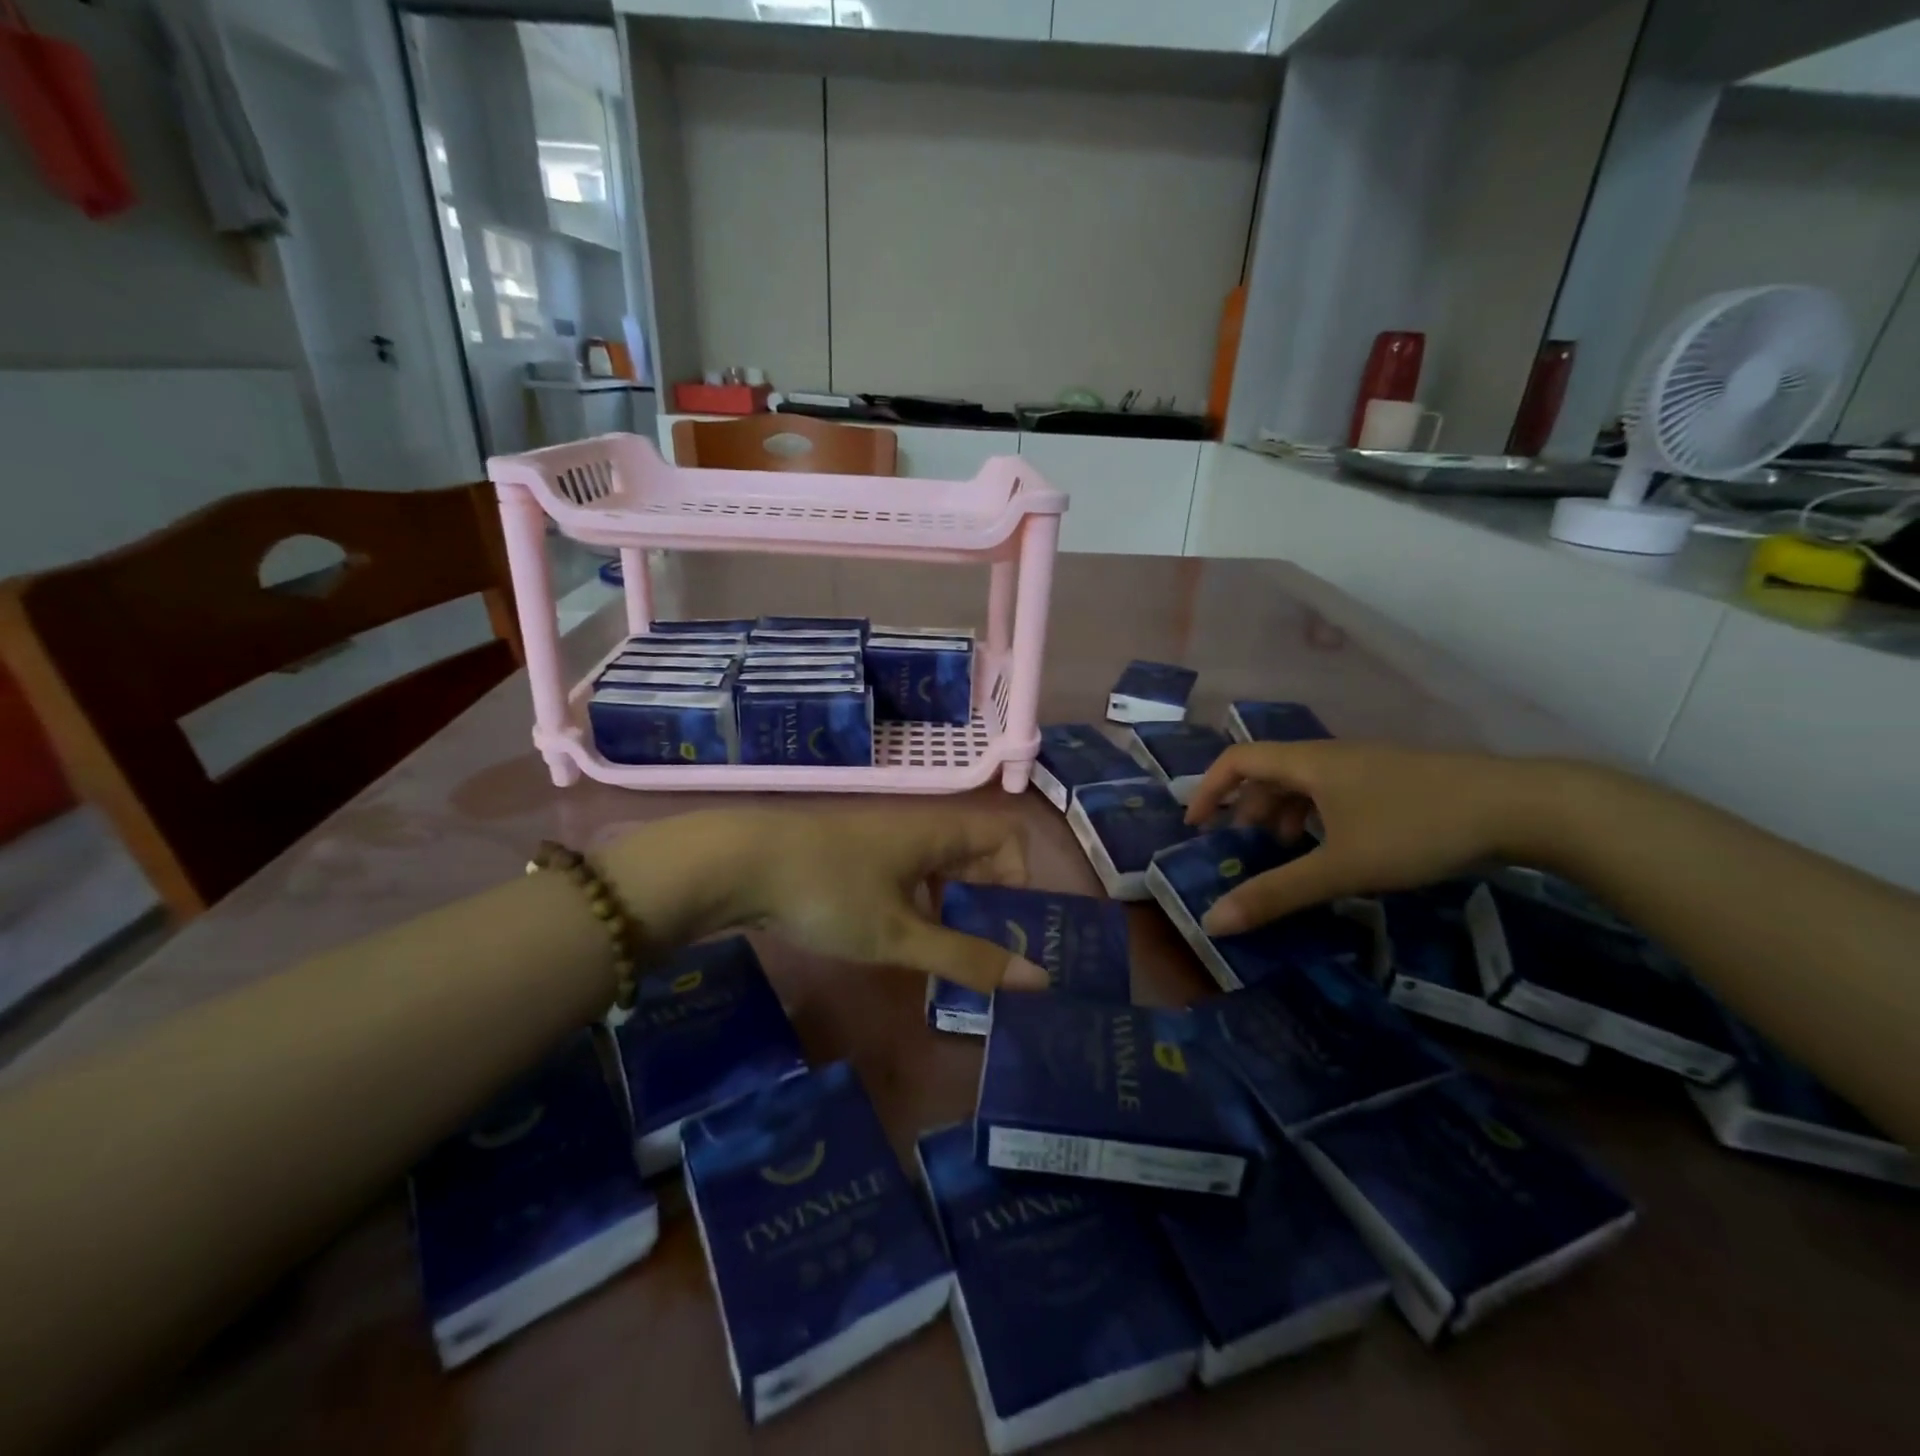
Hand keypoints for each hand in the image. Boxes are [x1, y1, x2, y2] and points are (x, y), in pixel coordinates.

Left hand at [606, 808, 1047, 992]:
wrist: (736, 865)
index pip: (1008, 838)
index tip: (1012, 930)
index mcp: (940, 832)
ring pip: (941, 869)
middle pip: (978, 854)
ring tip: (953, 956)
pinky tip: (906, 942)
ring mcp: (884, 841)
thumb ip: (967, 957)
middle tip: (991, 956)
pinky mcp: (856, 858)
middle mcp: (919, 828)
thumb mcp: (900, 934)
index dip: (1021, 879)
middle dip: (992, 901)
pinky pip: (909, 877)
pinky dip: (922, 905)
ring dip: (957, 907)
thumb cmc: (829, 893)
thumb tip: (1037, 977)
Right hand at [1184, 742, 1557, 933]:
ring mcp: (1366, 766)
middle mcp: (1331, 757)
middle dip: (1247, 810)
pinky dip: (1317, 818)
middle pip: (1270, 773)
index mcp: (1309, 763)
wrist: (1520, 806)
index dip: (1209, 788)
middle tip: (1243, 851)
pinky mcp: (1395, 782)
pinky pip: (1335, 793)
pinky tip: (1336, 850)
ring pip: (1305, 784)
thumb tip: (1214, 921)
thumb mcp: (1341, 867)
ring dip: (1283, 815)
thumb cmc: (1416, 829)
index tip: (1197, 827)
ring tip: (1287, 855)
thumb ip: (1277, 894)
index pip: (1238, 759)